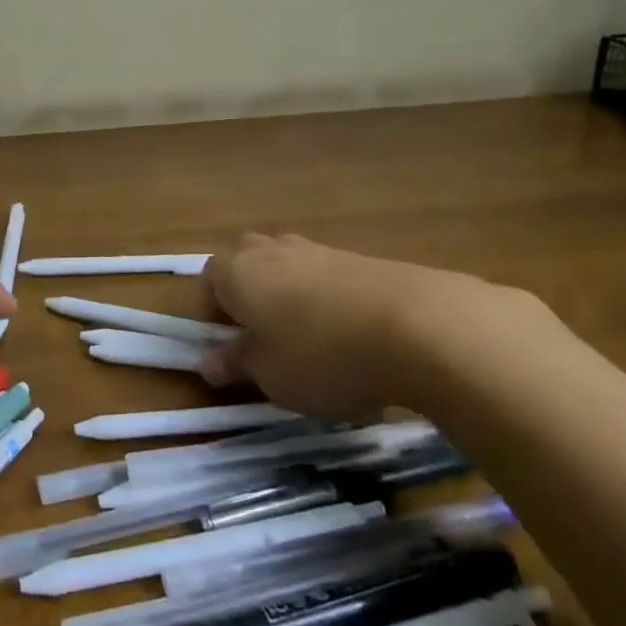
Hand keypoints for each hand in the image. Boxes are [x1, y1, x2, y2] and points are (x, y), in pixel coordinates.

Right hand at [199, 232, 545, 419]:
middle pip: (247, 263)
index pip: (208, 281)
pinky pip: (328, 276)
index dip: (213, 314)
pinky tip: (353, 337)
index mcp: (237, 271)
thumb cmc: (321, 354)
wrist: (418, 326)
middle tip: (265, 339)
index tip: (231, 348)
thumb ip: (236, 364)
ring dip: (291, 296)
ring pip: (289, 266)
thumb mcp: (270, 375)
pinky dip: (329, 300)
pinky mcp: (360, 258)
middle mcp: (271, 250)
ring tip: (312, 342)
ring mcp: (318, 250)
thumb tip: (208, 361)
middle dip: (250, 295)